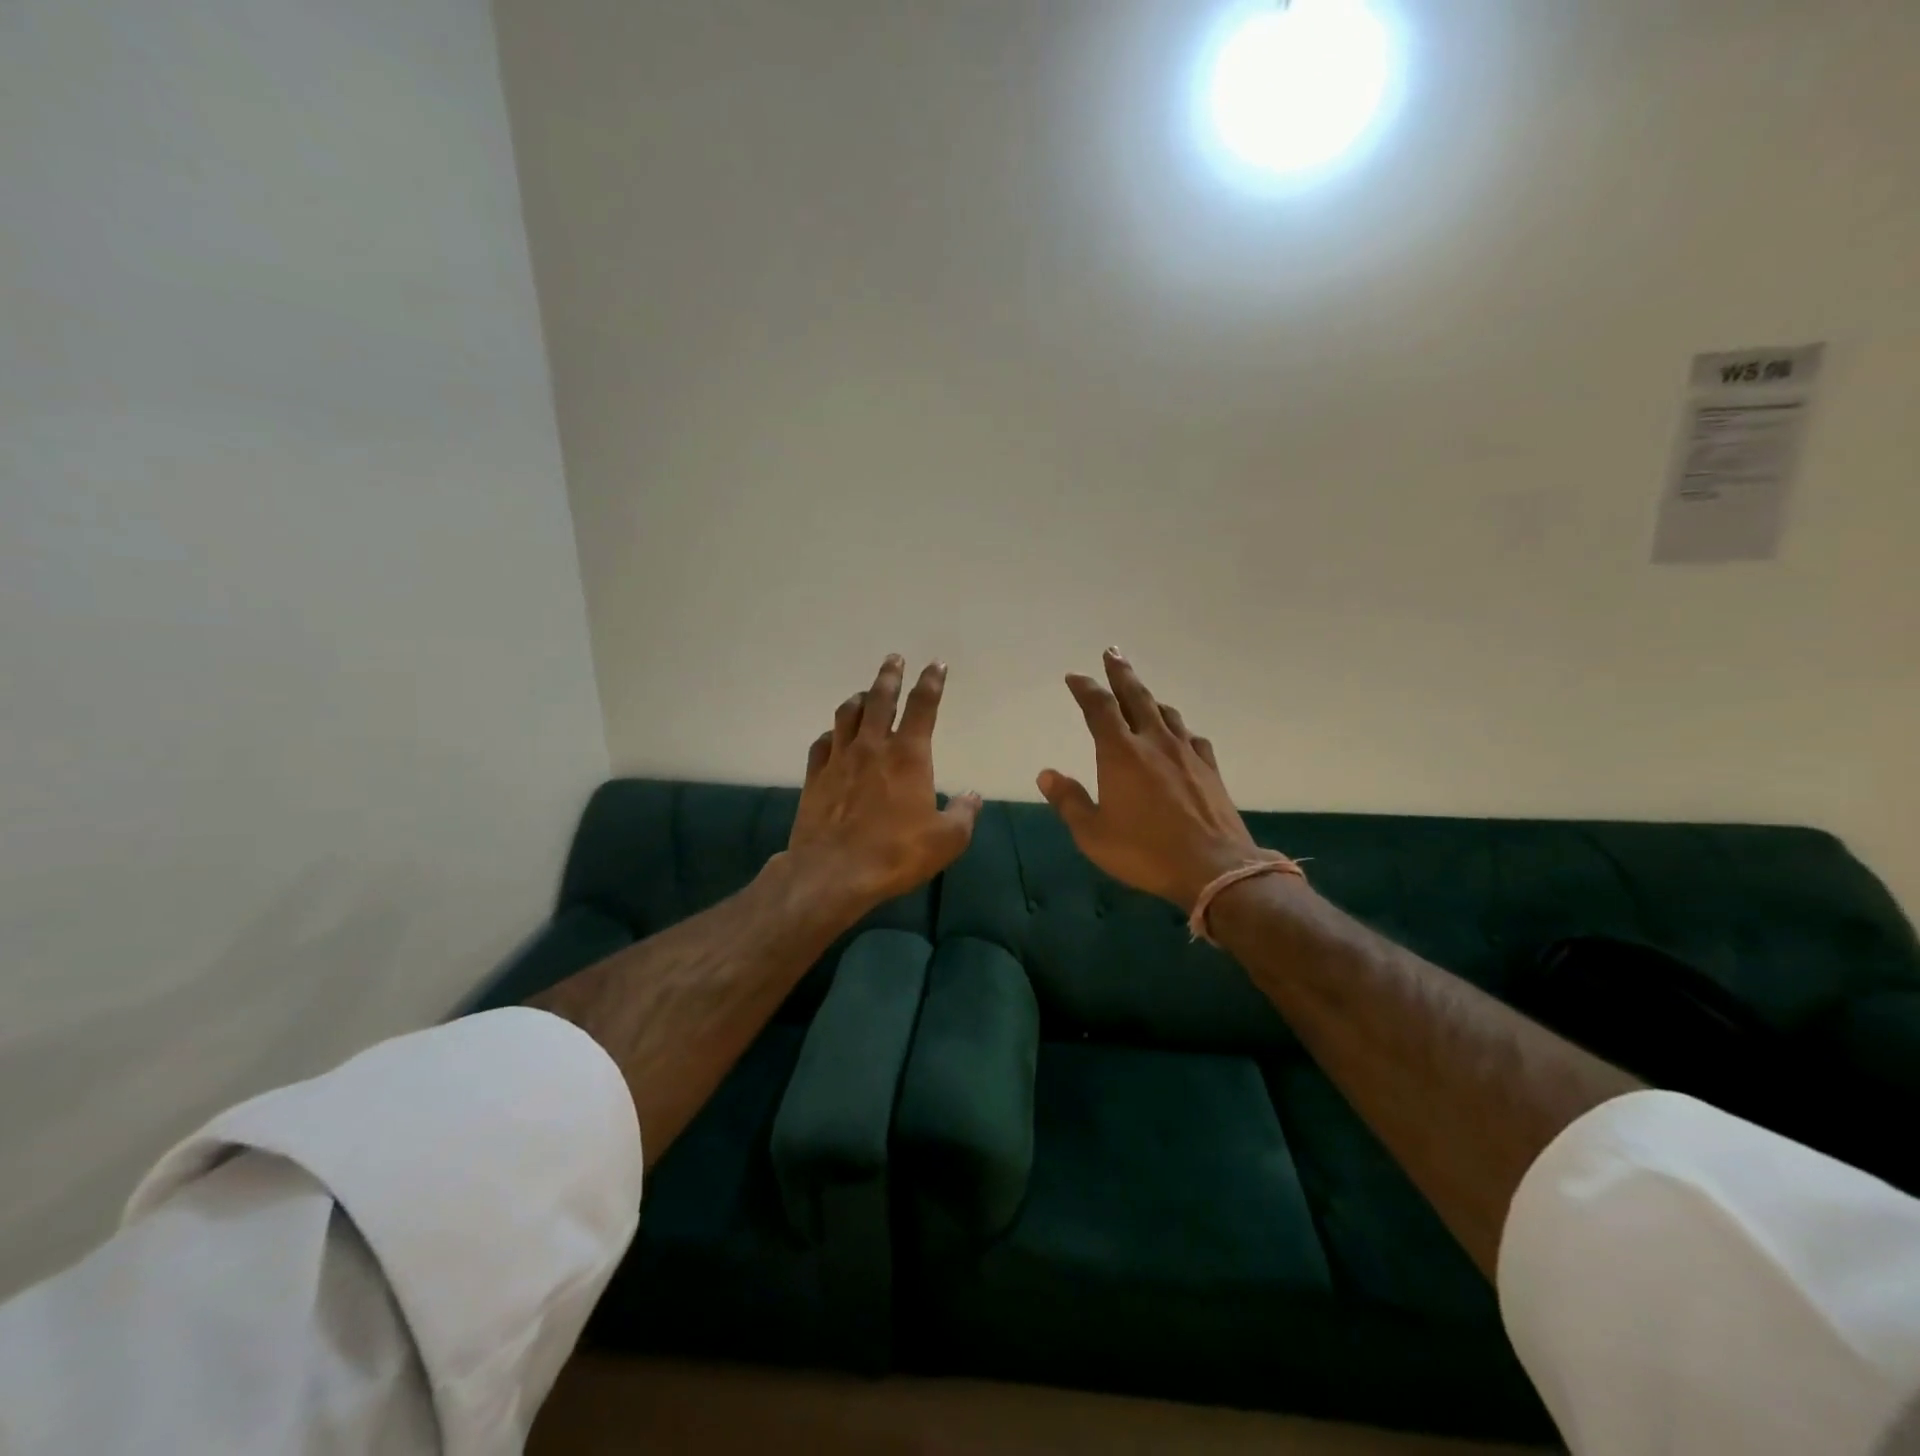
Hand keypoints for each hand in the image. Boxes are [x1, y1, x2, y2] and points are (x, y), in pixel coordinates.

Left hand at [787, 654, 982, 913]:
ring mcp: (839, 759)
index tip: (936, 665)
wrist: (833, 872)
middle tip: (894, 658)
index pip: (922, 706)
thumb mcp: (946, 839)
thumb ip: (963, 813)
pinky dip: (832, 733)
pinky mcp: (816, 776)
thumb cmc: (896, 853)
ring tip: (865, 693)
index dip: (931, 682)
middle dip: (890, 675)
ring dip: (859, 698)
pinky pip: (822, 743)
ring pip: (847, 714)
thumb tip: (972, 796)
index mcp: (908, 755)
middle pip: (880, 698)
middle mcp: (872, 746)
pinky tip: (833, 736)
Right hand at [1037, 648, 1277, 912]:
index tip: (1075, 676)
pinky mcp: (1210, 769)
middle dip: (1121, 673)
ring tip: (1140, 693)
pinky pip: (1192, 737)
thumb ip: (1069, 801)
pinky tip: (1179, 735)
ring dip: (1149, 698)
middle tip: (1112, 652)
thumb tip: (1045, 774)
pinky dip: (1179, 729)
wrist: (1214, 868)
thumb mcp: (1093, 834)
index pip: (1099, 708)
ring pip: (1166, 713)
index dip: (1085, 688)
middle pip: (1136, 696)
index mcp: (1121, 753)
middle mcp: (1154, 743)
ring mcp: (1186, 754)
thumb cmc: (1145, 852)